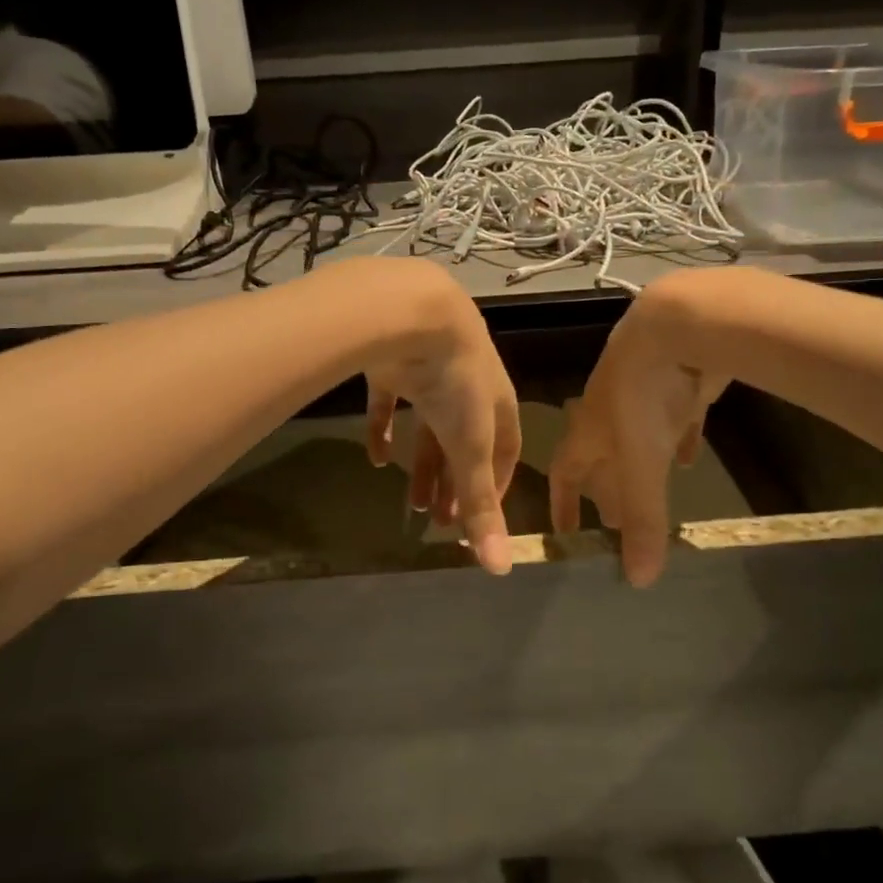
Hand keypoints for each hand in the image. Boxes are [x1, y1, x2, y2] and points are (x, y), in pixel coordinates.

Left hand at [361, 267, 521, 574]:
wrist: (411, 312)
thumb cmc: (455, 381)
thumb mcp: (471, 445)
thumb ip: (479, 504)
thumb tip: (500, 570)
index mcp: (497, 404)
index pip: (505, 453)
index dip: (495, 487)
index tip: (479, 518)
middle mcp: (468, 388)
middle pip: (464, 446)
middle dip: (455, 484)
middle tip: (440, 521)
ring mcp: (429, 375)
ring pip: (429, 429)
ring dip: (424, 466)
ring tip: (414, 502)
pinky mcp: (394, 366)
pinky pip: (391, 405)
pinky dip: (385, 431)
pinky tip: (377, 457)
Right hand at [550, 271, 731, 586]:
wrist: (678, 324)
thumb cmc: (644, 395)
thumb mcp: (642, 464)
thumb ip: (644, 520)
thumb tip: (637, 582)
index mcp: (589, 430)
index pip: (566, 472)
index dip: (563, 502)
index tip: (565, 529)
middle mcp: (609, 410)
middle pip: (601, 456)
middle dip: (606, 488)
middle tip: (616, 520)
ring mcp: (644, 390)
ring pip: (636, 436)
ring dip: (640, 465)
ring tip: (650, 491)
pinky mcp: (679, 378)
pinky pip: (674, 417)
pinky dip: (677, 438)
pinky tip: (689, 454)